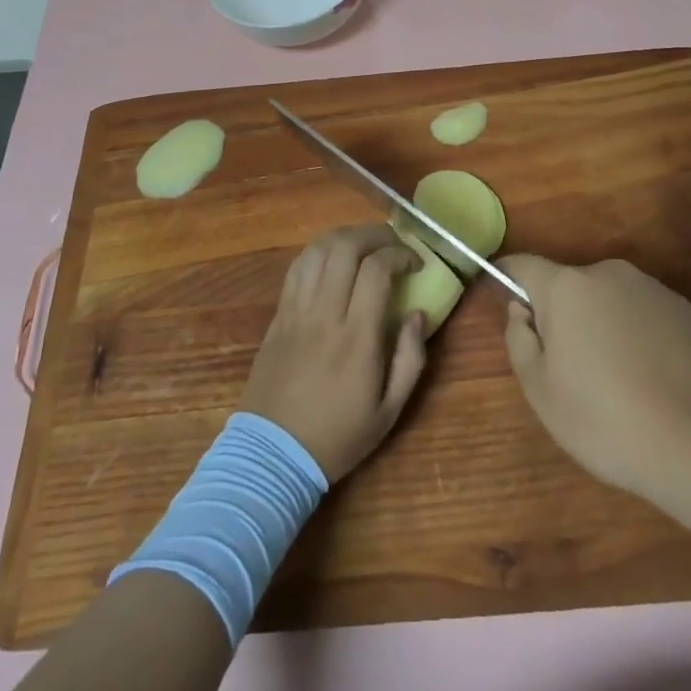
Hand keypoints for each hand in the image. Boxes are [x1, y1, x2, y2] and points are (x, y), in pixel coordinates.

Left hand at [238, 224, 428, 482]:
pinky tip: (334, 259)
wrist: (272, 455)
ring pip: (318, 250)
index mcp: (357, 338)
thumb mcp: (389, 411)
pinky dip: (320, 251)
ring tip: (365, 245)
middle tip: (393, 244)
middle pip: (345, 247)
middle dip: (375, 234)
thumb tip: (418, 314)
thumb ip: (411, 358)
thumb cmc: (337, 436)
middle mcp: (325, 314)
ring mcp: (297, 310)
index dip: (400, 254)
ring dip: (346, 236)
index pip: (377, 270)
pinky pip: (298, 267)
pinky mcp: (278, 314)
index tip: (415, 263)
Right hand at [500, 254, 690, 505]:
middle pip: (568, 286)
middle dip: (561, 315)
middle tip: (568, 369)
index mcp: (566, 287)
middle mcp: (607, 272)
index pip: (523, 265)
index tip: (501, 299)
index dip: (507, 278)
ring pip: (607, 300)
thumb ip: (519, 341)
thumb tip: (521, 311)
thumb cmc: (608, 420)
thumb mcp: (541, 393)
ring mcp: (650, 288)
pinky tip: (650, 381)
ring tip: (615, 382)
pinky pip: (642, 315)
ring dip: (600, 326)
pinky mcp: (684, 309)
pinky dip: (635, 336)